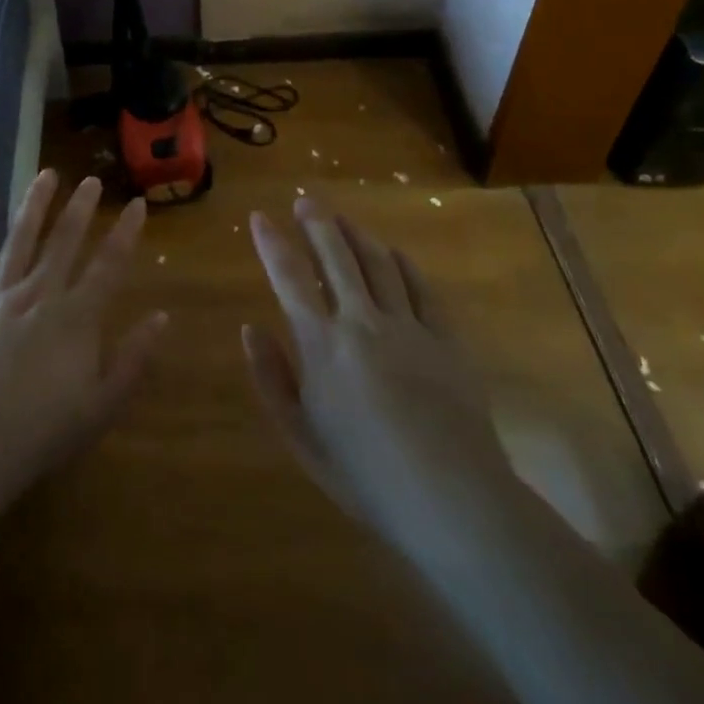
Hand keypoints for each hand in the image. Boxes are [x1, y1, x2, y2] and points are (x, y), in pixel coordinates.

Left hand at [0, 169, 167, 518]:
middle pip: (65, 242)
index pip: (109, 265)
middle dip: (81, 208)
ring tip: (48, 174)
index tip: (136, 204)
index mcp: (75, 319)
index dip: (126, 232)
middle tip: (91, 179)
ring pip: (21, 239)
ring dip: (36, 204)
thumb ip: (133, 361)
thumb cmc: (38, 437)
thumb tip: (162, 317)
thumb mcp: (99, 409)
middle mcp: (38, 296)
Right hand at [242, 199, 510, 543]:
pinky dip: (404, 265)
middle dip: (317, 223)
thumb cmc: (366, 477)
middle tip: (306, 201)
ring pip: (378, 263)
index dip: (272, 243)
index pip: (289, 277)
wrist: (454, 503)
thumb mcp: (301, 437)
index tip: (259, 217)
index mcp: (321, 345)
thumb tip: (250, 328)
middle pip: (336, 256)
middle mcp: (362, 322)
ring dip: (357, 235)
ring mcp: (408, 327)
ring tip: (344, 218)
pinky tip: (396, 254)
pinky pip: (422, 289)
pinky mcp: (446, 339)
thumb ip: (272, 379)